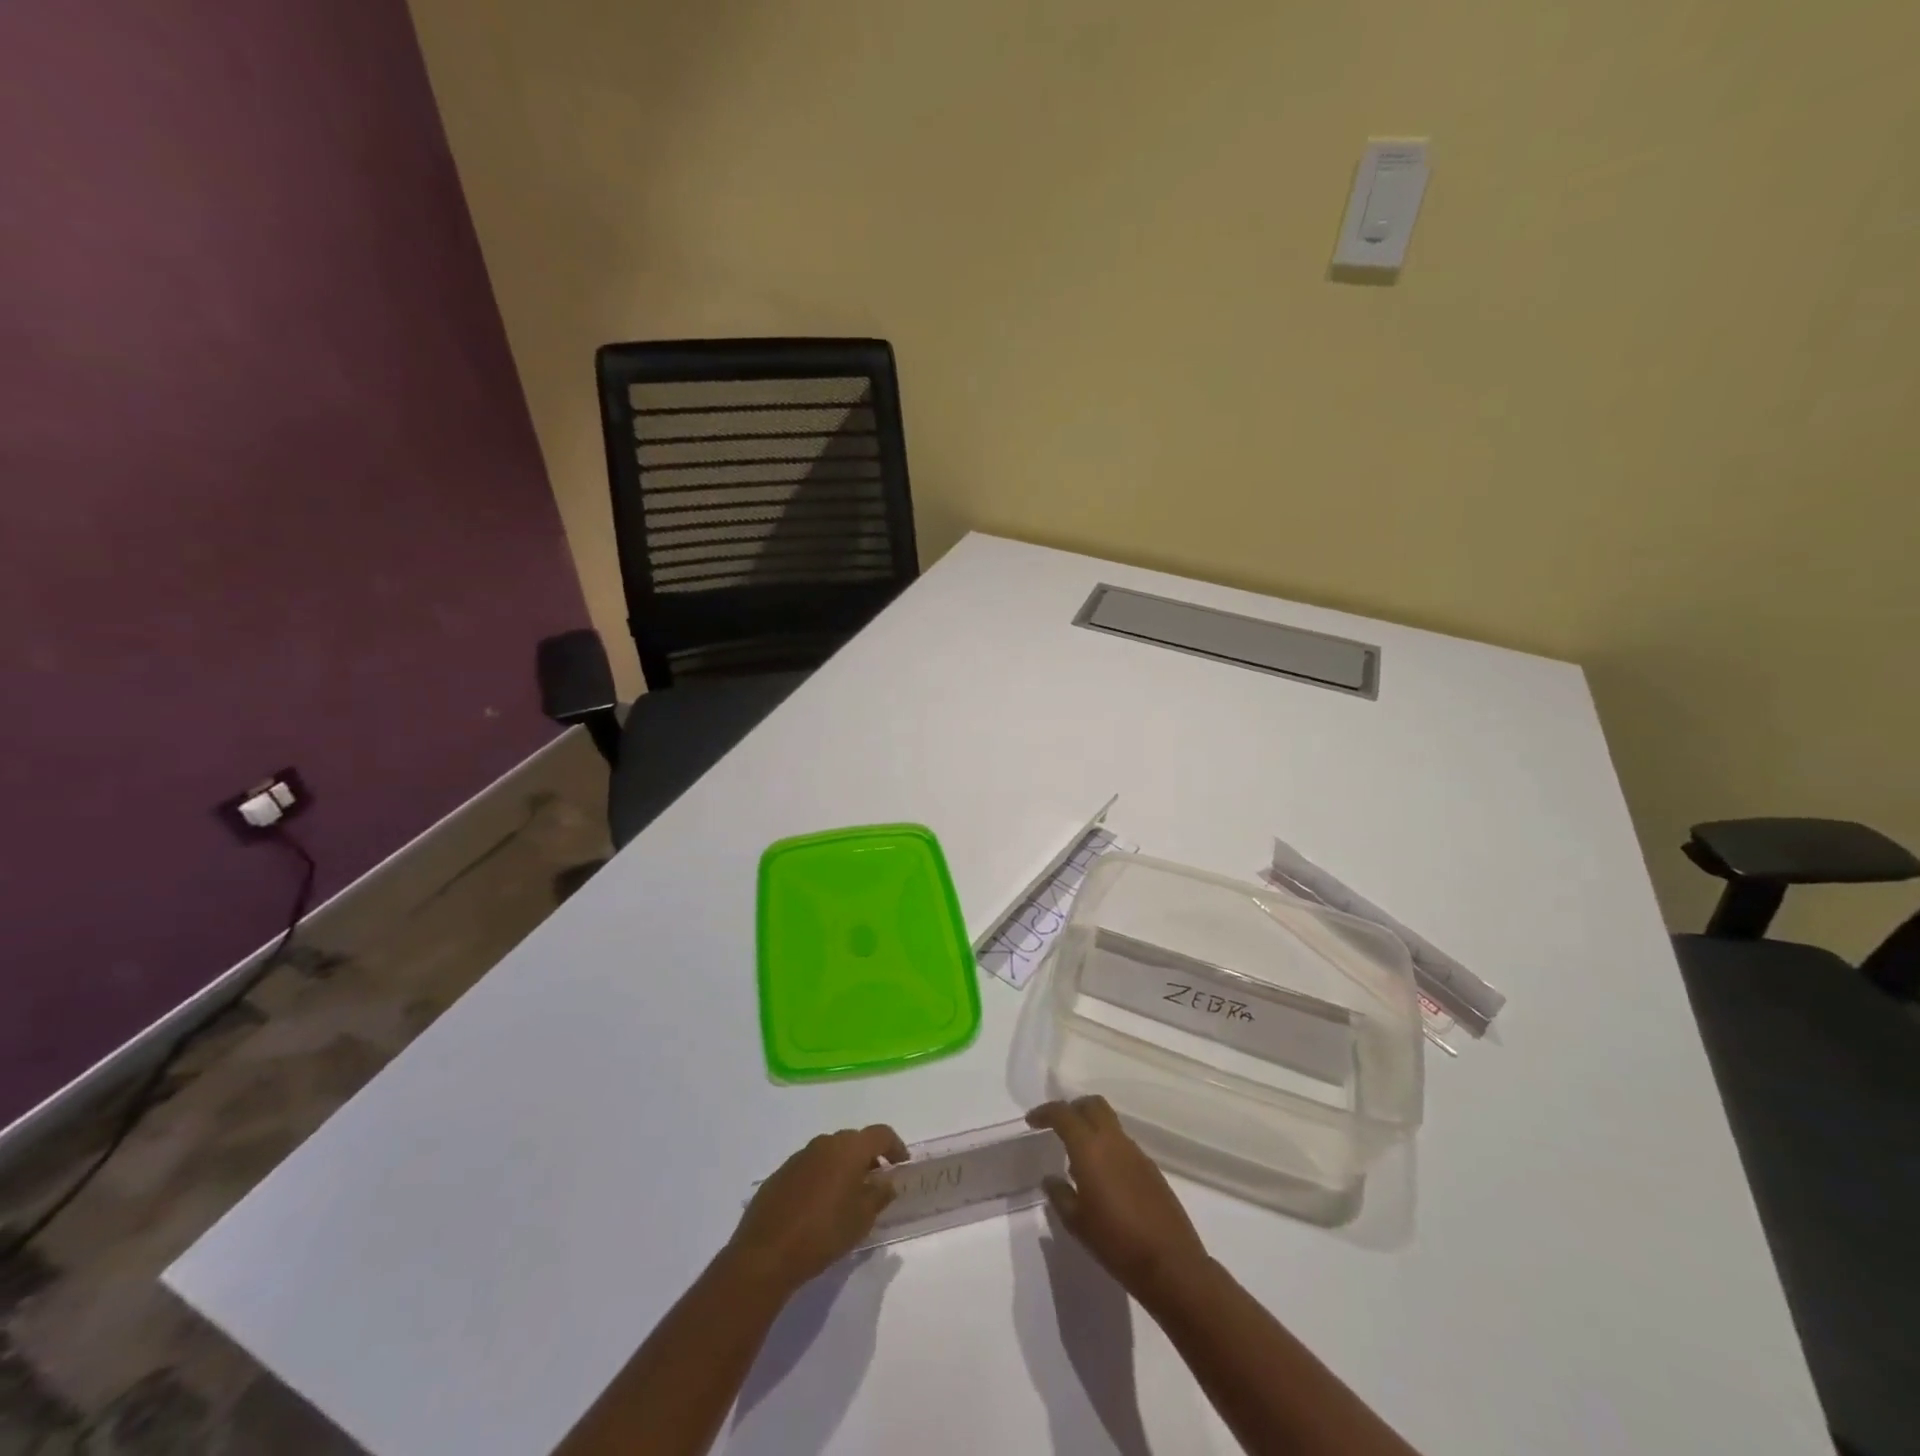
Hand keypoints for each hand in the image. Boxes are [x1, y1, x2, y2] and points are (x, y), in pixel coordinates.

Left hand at [726, 1124, 906, 1293]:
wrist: (766, 1253)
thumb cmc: (823, 1233)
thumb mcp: (861, 1219)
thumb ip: (879, 1195)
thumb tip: (886, 1183)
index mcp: (848, 1149)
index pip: (881, 1134)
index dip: (895, 1146)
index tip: (902, 1164)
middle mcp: (825, 1143)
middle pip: (855, 1141)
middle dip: (869, 1157)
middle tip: (876, 1182)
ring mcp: (800, 1156)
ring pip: (831, 1152)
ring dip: (844, 1167)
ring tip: (848, 1196)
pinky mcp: (781, 1173)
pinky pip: (811, 1167)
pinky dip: (822, 1177)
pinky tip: (820, 1205)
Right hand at [1028, 1096, 1208, 1297]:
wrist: (1170, 1264)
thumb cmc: (1116, 1243)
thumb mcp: (1077, 1223)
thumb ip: (1060, 1195)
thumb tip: (1051, 1178)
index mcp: (1090, 1148)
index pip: (1064, 1114)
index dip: (1045, 1113)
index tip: (1032, 1121)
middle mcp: (1114, 1141)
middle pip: (1092, 1105)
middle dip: (1072, 1108)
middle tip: (1057, 1126)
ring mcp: (1136, 1152)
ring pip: (1109, 1122)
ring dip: (1091, 1127)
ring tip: (1077, 1155)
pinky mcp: (1150, 1167)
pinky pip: (1122, 1143)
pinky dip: (1107, 1146)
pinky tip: (1102, 1176)